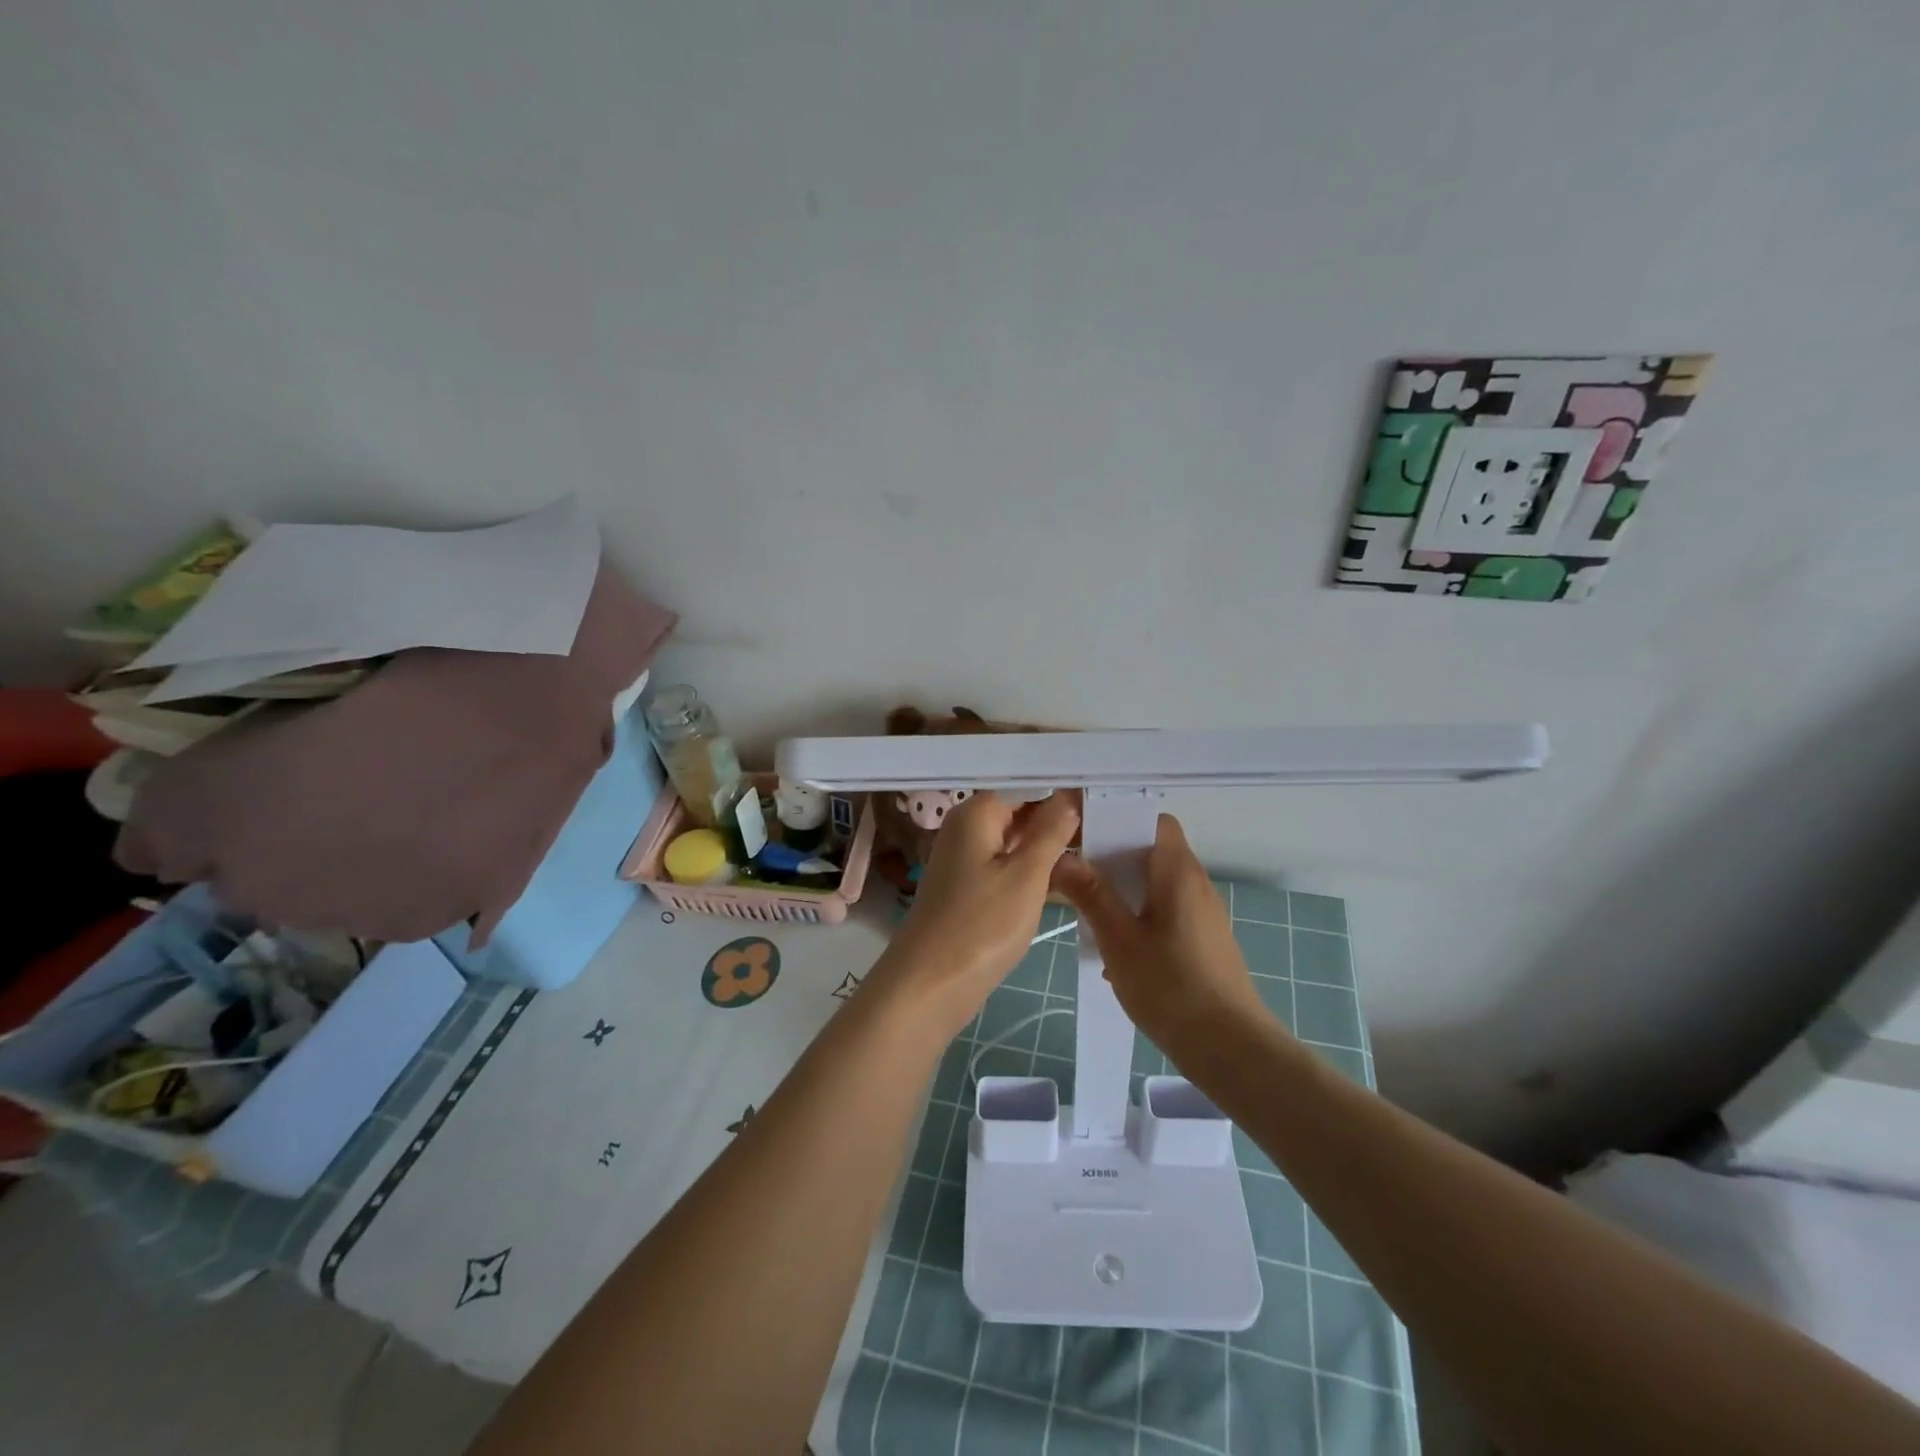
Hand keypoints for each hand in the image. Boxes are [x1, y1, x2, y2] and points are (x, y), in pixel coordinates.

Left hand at [870, 791, 1080, 1040]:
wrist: (930, 985)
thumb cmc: (982, 924)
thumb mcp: (1026, 876)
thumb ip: (1050, 832)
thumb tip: (1069, 797)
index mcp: (976, 813)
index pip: (1027, 786)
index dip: (1063, 791)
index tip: (1103, 798)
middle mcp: (965, 828)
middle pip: (1019, 811)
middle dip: (1058, 818)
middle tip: (1106, 824)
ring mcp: (964, 859)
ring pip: (1014, 841)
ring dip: (1048, 846)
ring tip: (1096, 846)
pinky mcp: (968, 889)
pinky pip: (1005, 866)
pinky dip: (1031, 869)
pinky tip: (1065, 877)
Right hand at [1050, 813, 1278, 1063]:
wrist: (1231, 1048)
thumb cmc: (1172, 987)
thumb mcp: (1119, 940)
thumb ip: (1091, 895)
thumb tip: (1062, 857)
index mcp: (1177, 871)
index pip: (1152, 820)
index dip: (1118, 818)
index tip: (1081, 830)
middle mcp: (1195, 883)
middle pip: (1151, 850)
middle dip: (1111, 857)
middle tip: (1073, 871)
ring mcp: (1202, 913)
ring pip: (1156, 883)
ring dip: (1122, 890)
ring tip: (1087, 910)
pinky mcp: (1203, 939)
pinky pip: (1165, 910)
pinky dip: (1138, 915)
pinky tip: (1115, 949)